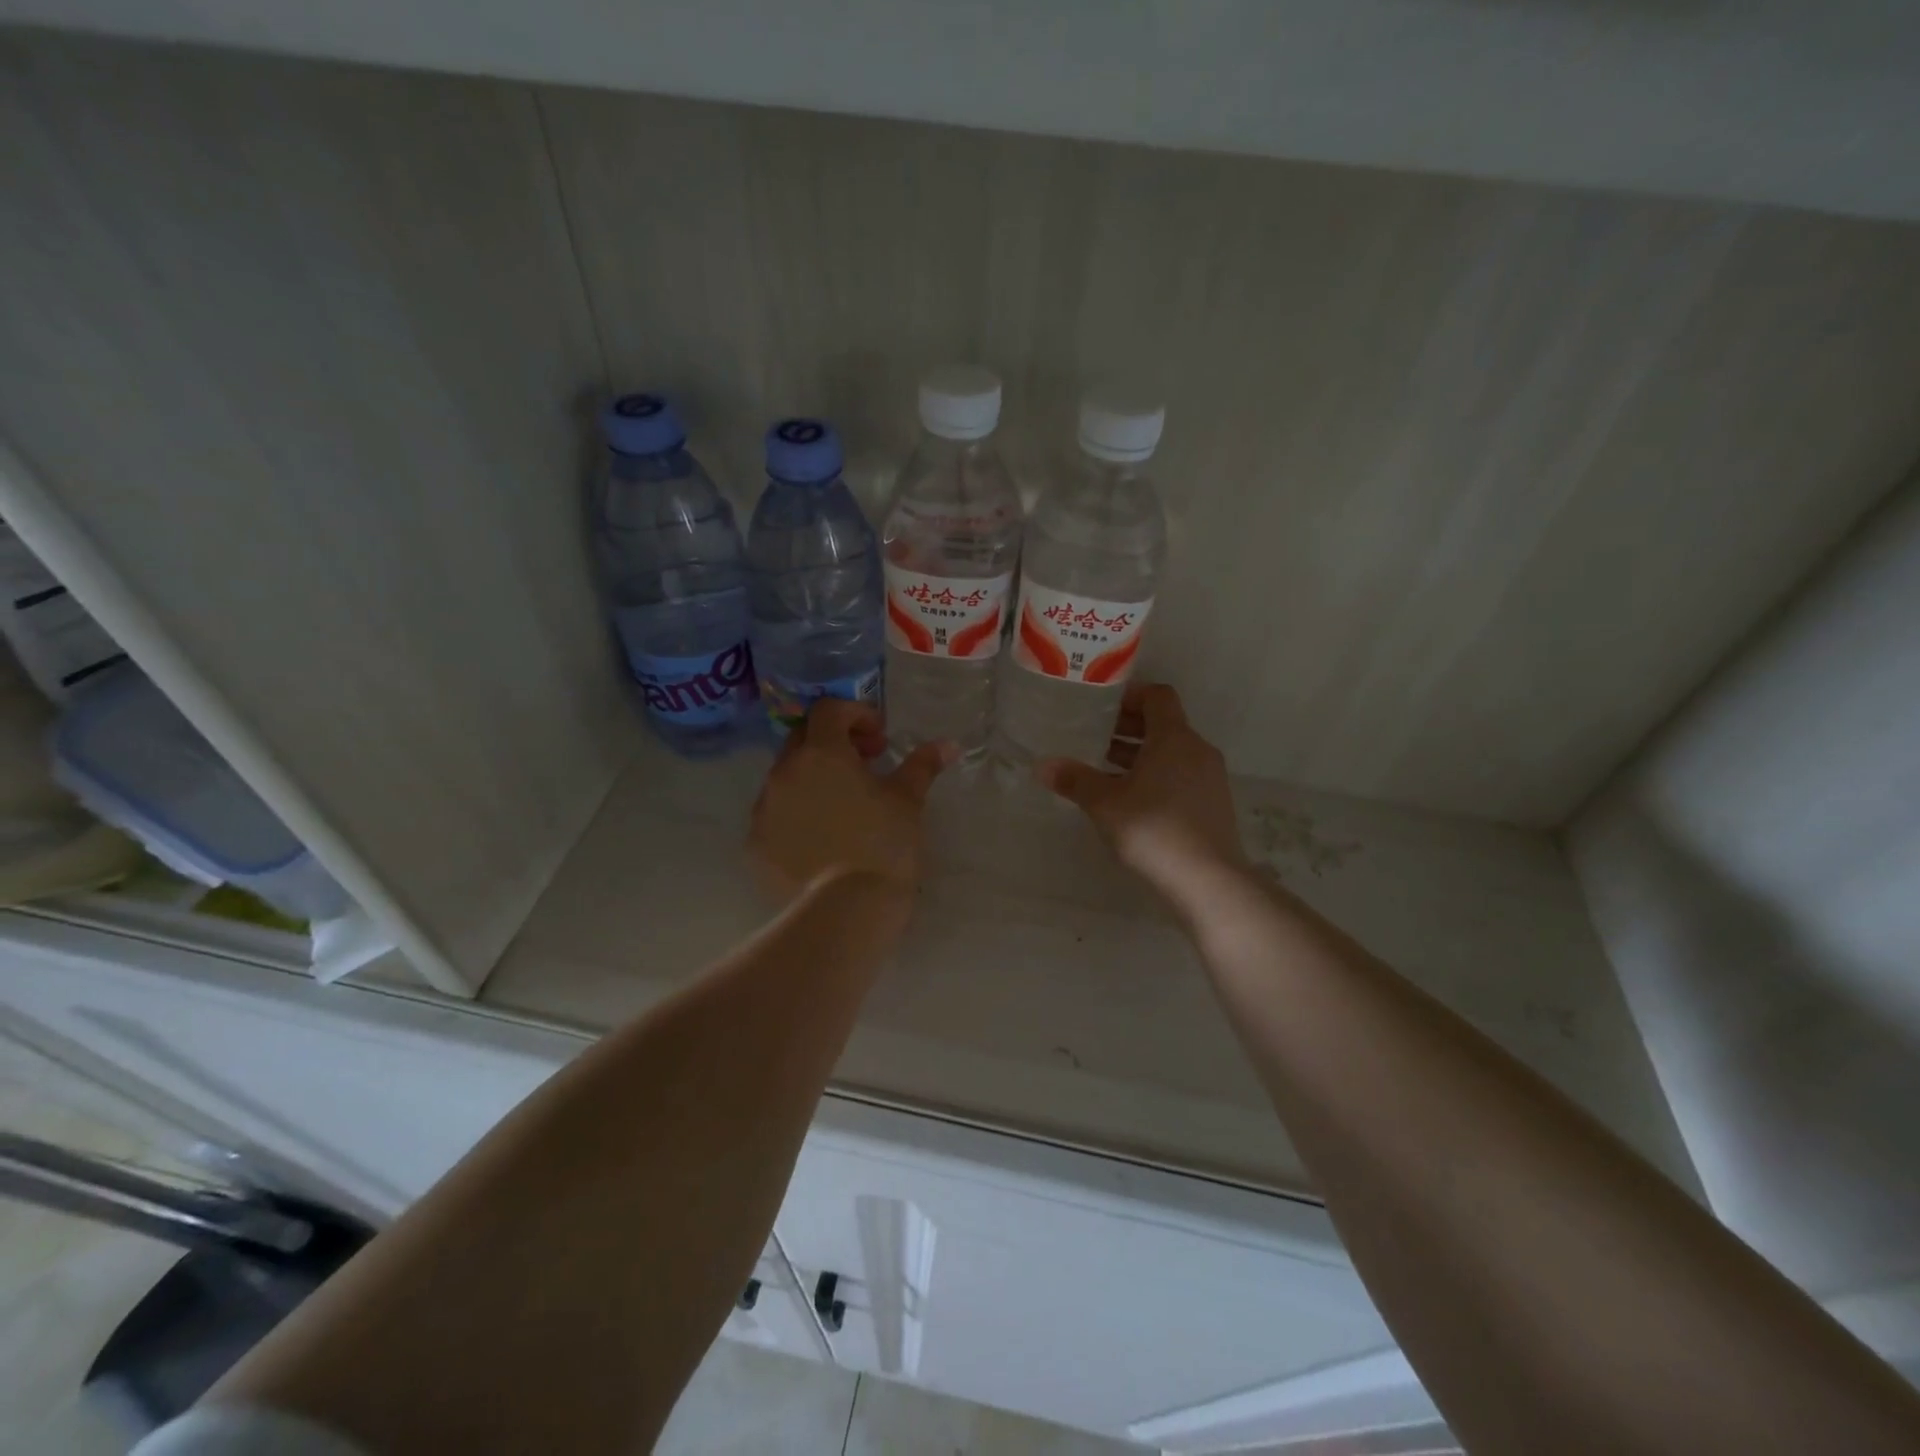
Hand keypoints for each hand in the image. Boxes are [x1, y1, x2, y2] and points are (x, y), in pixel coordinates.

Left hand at [749, 699, 955, 900]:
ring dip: (813, 778)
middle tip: (865, 766)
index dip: (856, 715)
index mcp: (821, 753)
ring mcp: (764, 808)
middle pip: (803, 738)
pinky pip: (775, 814)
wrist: (845, 910)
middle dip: (833, 742)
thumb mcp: (908, 800)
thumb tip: (948, 744)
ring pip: (786, 777)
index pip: (829, 710)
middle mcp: (784, 772)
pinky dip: (797, 812)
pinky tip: (821, 837)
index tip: (880, 740)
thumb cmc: (883, 845)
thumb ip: (923, 765)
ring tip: (843, 805)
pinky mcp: (756, 843)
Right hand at [1038, 683, 1247, 892]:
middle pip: (1163, 723)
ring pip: (1171, 752)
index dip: (1130, 695)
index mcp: (1174, 738)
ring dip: (1140, 753)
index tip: (1101, 706)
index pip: (1158, 696)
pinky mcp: (1212, 803)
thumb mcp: (1105, 803)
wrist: (1207, 880)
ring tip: (1104, 767)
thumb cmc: (1153, 829)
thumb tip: (1042, 765)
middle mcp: (1197, 750)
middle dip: (1128, 727)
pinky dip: (1155, 774)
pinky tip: (1129, 798)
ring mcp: (1209, 777)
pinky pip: (1180, 774)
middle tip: (1093, 736)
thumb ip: (1074, 779)